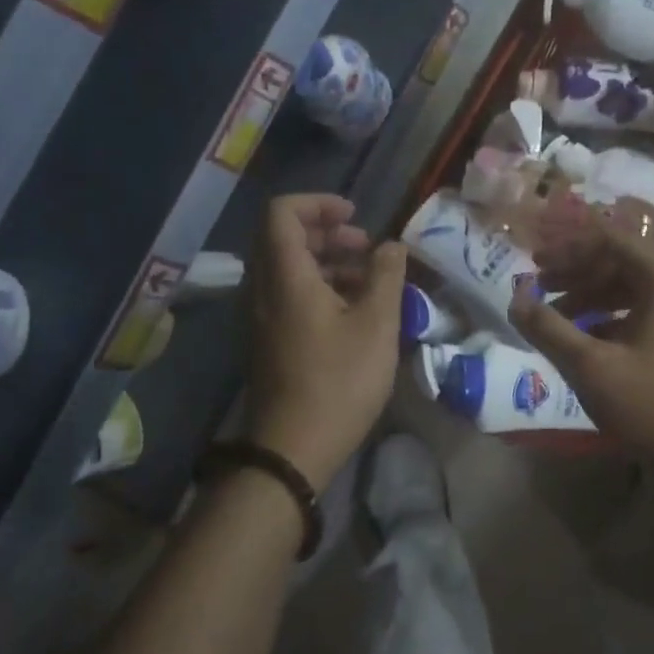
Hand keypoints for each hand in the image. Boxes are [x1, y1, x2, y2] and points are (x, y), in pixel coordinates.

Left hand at [245, 194, 405, 490]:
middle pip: (283, 238)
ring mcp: (262, 317)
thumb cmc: (339, 383)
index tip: (356, 216)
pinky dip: (319, 287)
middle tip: (366, 246)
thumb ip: (386, 276)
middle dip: (328, 232)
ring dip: (327, 261)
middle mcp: (263, 290)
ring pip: (288, 268)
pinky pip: (289, 295)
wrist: (293, 450)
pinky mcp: (269, 340)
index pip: (282, 213)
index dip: (319, 203)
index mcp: (285, 278)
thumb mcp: (377, 325)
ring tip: (369, 279)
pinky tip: (354, 310)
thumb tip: (391, 245)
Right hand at [510, 214, 653, 475]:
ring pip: (632, 289)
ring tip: (554, 317)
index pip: (612, 240)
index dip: (569, 249)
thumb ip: (549, 328)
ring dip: (591, 297)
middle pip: (622, 262)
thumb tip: (515, 300)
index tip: (535, 264)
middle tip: (538, 287)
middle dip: (577, 273)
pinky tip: (584, 340)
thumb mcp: (591, 367)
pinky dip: (612, 319)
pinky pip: (645, 313)